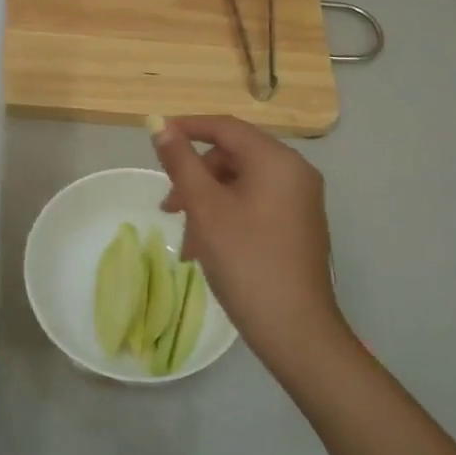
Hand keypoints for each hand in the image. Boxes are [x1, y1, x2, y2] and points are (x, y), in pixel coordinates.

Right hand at [150, 116, 349, 375]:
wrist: (295, 329)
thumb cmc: (246, 261)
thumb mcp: (205, 209)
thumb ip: (181, 163)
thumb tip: (159, 125)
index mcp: (277, 161)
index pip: (226, 127)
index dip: (187, 127)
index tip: (155, 137)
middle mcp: (295, 173)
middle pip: (233, 157)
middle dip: (196, 177)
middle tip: (169, 209)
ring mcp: (300, 201)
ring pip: (241, 184)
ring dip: (207, 203)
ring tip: (188, 242)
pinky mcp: (298, 226)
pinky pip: (256, 205)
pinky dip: (227, 216)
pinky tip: (209, 248)